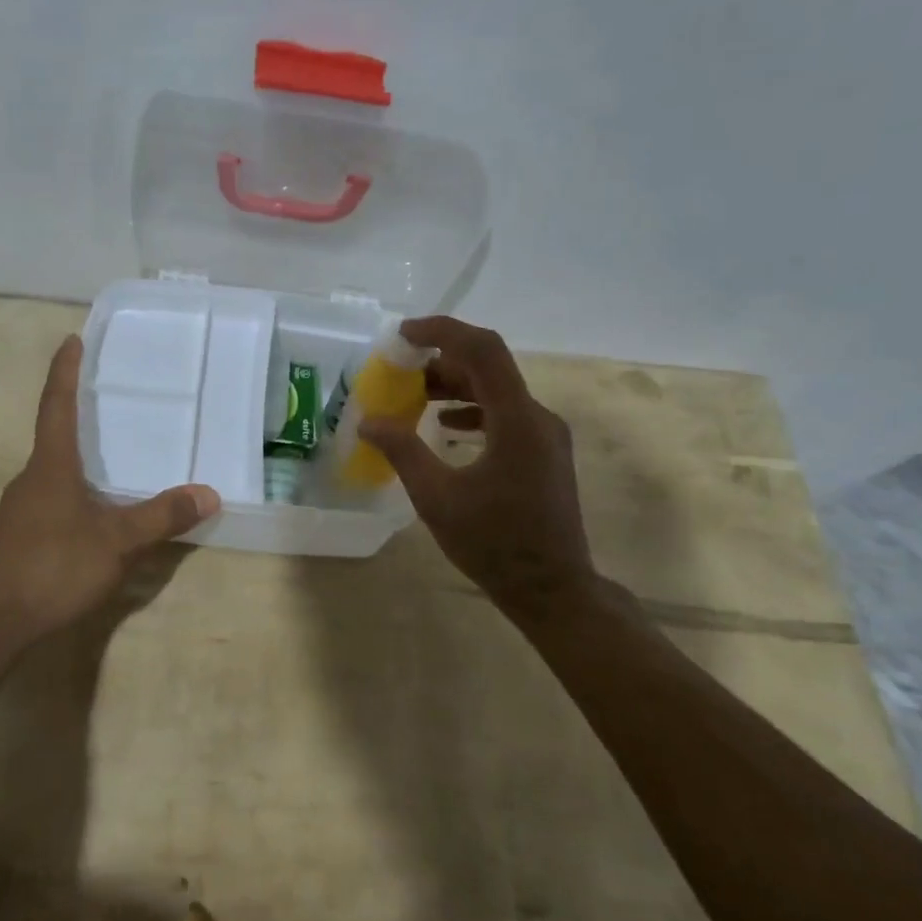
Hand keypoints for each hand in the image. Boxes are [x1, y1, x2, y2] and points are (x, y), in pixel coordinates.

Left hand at [0, 335, 219, 655]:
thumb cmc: (53, 567)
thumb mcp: (117, 542)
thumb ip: (161, 517)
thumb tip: (209, 493)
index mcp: (51, 466)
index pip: (57, 405)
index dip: (65, 371)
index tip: (71, 339)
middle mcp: (31, 479)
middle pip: (54, 436)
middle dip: (77, 415)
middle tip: (107, 400)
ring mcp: (20, 510)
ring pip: (52, 473)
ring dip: (76, 459)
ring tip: (109, 459)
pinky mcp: (17, 537)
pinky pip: (50, 500)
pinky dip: (72, 493)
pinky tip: (91, 514)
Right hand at [358, 317, 605, 623]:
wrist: (553, 590)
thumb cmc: (494, 544)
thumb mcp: (437, 497)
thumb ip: (402, 451)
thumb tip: (368, 422)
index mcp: (517, 420)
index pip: (482, 350)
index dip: (442, 331)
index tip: (402, 334)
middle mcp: (538, 417)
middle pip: (489, 366)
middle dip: (441, 360)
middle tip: (399, 369)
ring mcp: (545, 436)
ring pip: (496, 390)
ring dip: (454, 385)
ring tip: (413, 395)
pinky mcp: (544, 453)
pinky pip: (504, 414)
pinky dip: (471, 410)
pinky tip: (444, 426)